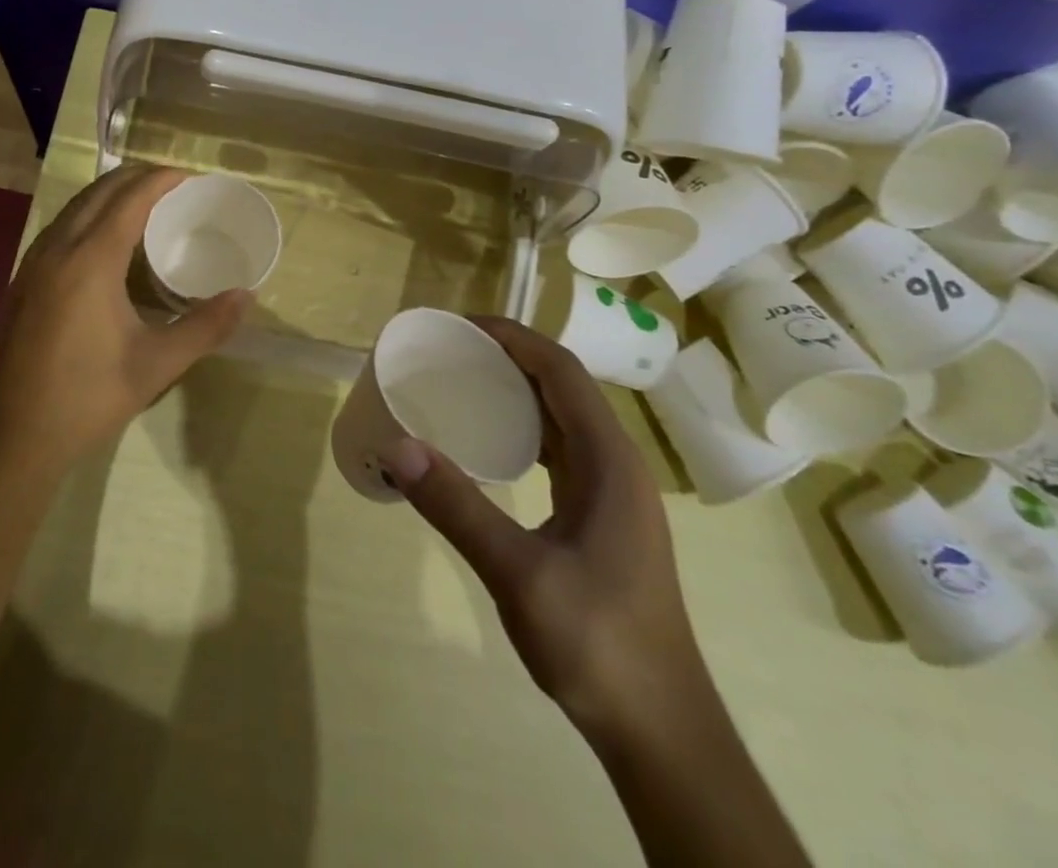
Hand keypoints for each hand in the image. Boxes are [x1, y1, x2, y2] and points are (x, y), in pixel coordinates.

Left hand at [0, 166, 250, 471]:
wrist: (14, 435)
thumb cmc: (89, 397)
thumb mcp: (157, 363)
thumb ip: (206, 325)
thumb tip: (246, 296)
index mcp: (90, 260)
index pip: (130, 199)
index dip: (160, 180)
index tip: (190, 176)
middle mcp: (58, 249)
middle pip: (99, 192)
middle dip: (136, 178)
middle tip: (173, 185)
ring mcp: (33, 263)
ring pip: (75, 207)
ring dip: (110, 194)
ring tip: (145, 204)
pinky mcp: (23, 280)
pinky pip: (61, 227)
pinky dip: (89, 215)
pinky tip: (106, 241)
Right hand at [377, 317, 710, 738]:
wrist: (661, 732)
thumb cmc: (598, 644)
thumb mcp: (518, 573)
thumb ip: (457, 506)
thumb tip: (397, 446)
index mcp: (609, 461)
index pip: (561, 371)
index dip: (513, 338)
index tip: (461, 325)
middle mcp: (617, 464)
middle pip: (563, 386)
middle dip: (510, 357)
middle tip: (450, 351)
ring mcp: (614, 493)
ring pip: (563, 418)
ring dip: (518, 391)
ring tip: (463, 383)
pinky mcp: (603, 518)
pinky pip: (561, 450)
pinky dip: (524, 430)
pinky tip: (490, 443)